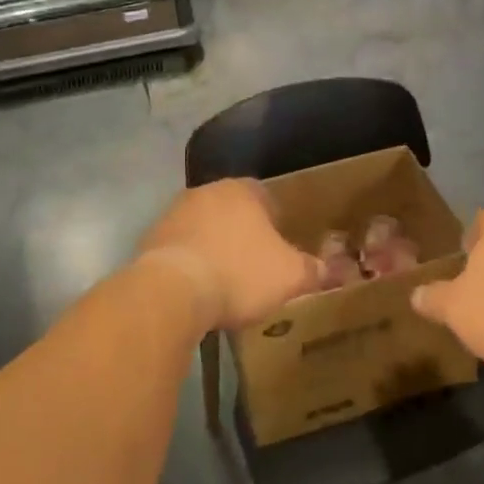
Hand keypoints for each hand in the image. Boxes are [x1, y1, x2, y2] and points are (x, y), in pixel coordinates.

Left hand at [138, 179, 319, 334]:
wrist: (173, 292)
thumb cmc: (240, 273)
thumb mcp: (290, 276)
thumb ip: (313, 270)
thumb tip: (333, 271)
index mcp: (242, 191)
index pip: (265, 195)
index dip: (275, 220)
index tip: (280, 245)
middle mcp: (205, 192)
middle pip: (231, 210)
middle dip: (242, 233)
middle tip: (255, 263)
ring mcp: (173, 214)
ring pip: (203, 227)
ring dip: (213, 247)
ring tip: (225, 280)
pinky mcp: (150, 240)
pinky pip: (179, 249)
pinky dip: (189, 263)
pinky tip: (197, 290)